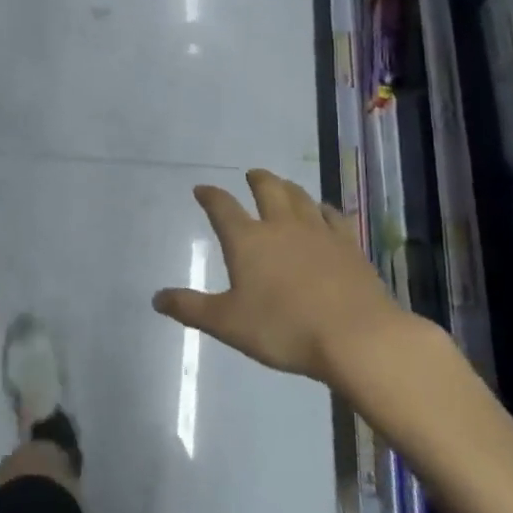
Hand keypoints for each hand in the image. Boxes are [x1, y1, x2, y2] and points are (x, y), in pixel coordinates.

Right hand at [152, 170, 434, 395]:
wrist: (356, 337)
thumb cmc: (284, 329)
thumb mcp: (227, 323)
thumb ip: (191, 309)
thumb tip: (157, 298)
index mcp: (247, 240)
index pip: (222, 208)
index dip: (210, 196)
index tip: (202, 189)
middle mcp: (281, 226)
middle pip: (267, 190)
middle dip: (257, 180)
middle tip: (251, 175)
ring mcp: (319, 232)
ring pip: (301, 197)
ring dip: (288, 187)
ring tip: (283, 185)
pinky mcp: (349, 245)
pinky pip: (334, 216)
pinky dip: (324, 209)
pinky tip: (324, 211)